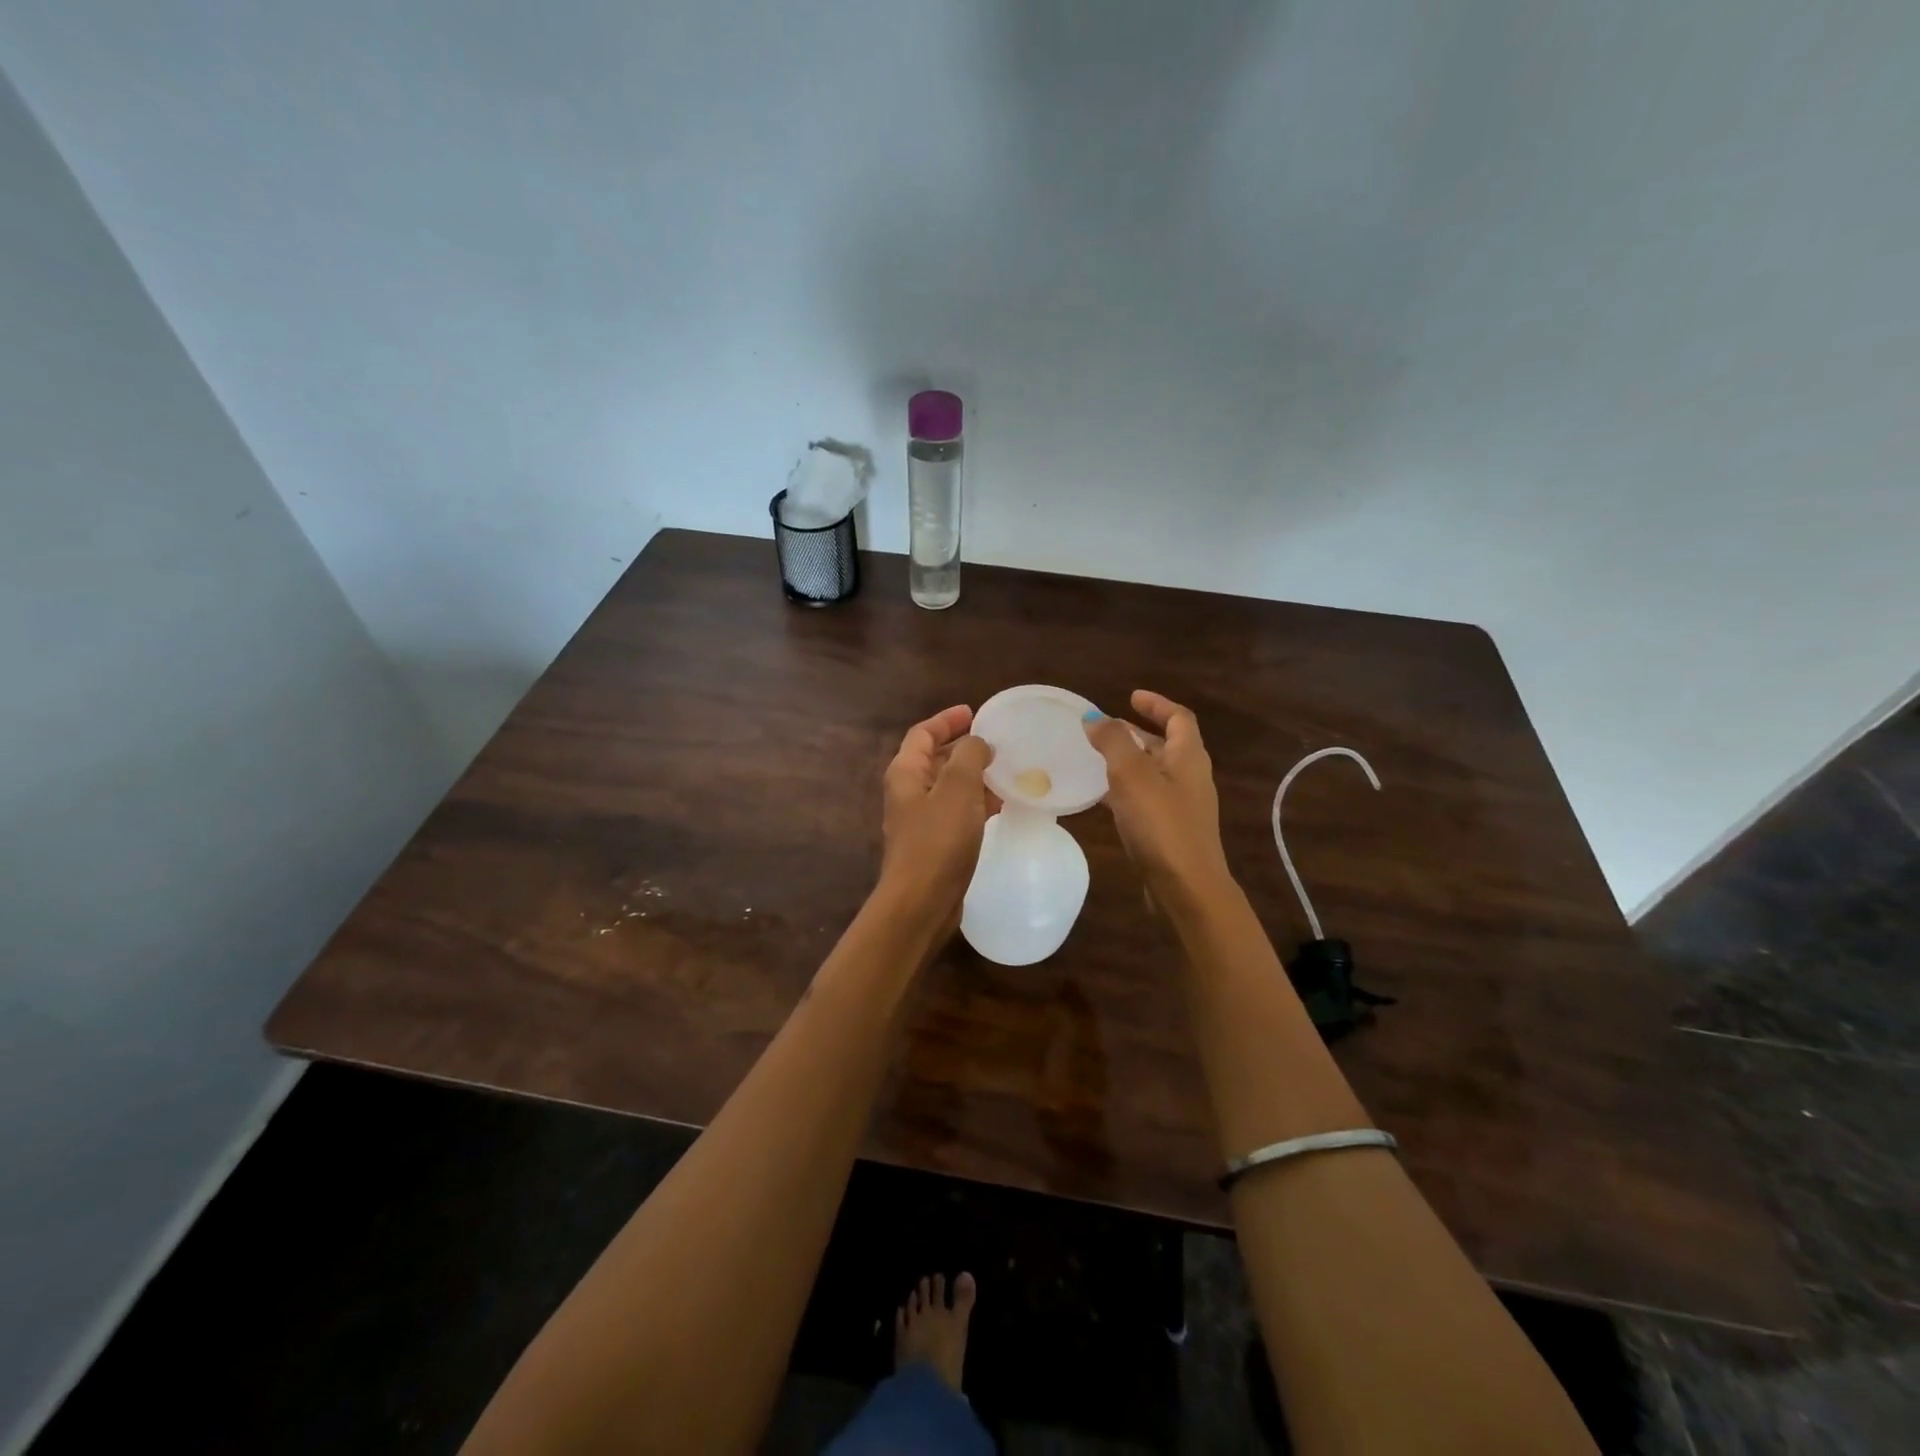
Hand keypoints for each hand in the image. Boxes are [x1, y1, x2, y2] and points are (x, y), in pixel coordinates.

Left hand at [879, 705, 995, 926]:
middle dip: (963, 747)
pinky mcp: (935, 845)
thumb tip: (977, 743)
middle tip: (997, 741)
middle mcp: (908, 793)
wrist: (921, 903)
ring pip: (949, 787)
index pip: (922, 734)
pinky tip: (1001, 806)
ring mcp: (921, 821)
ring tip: (1006, 770)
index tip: (974, 712)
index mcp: (906, 773)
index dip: (946, 720)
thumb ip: (969, 756)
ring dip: (974, 776)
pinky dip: (976, 803)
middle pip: (935, 759)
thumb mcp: (958, 788)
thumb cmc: (938, 841)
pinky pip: (957, 813)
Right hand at [1083, 690, 1232, 911]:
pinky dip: (1126, 791)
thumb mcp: (1132, 775)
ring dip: (1129, 762)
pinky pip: (1147, 799)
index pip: (1179, 718)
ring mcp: (1183, 807)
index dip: (1156, 704)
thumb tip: (1094, 717)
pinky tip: (1103, 799)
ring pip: (1154, 774)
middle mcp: (1190, 778)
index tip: (1131, 696)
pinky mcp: (1171, 832)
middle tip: (1105, 730)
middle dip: (1137, 734)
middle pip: (1166, 746)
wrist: (1187, 888)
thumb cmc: (1161, 825)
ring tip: (1096, 760)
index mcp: (1189, 758)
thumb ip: (1113, 742)